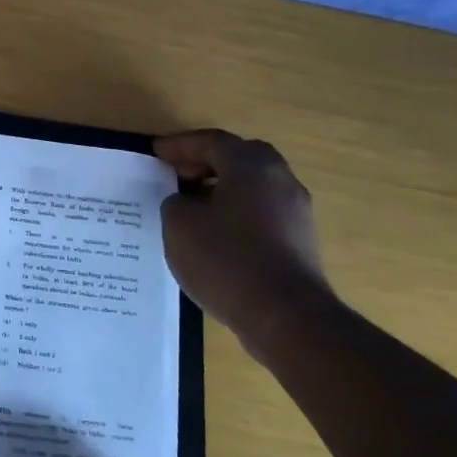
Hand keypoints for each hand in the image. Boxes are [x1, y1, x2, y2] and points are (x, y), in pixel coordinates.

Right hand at [155, 129, 331, 339]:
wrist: (285, 315)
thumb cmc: (226, 258)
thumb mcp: (178, 224)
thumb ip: (175, 202)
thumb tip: (187, 202)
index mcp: (251, 165)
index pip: (212, 141)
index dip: (180, 145)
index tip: (156, 153)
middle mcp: (280, 179)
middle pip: (238, 159)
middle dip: (205, 164)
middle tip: (176, 177)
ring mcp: (296, 211)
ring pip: (252, 188)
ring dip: (221, 191)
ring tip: (190, 210)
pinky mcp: (300, 241)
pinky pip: (260, 215)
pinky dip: (235, 215)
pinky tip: (214, 238)